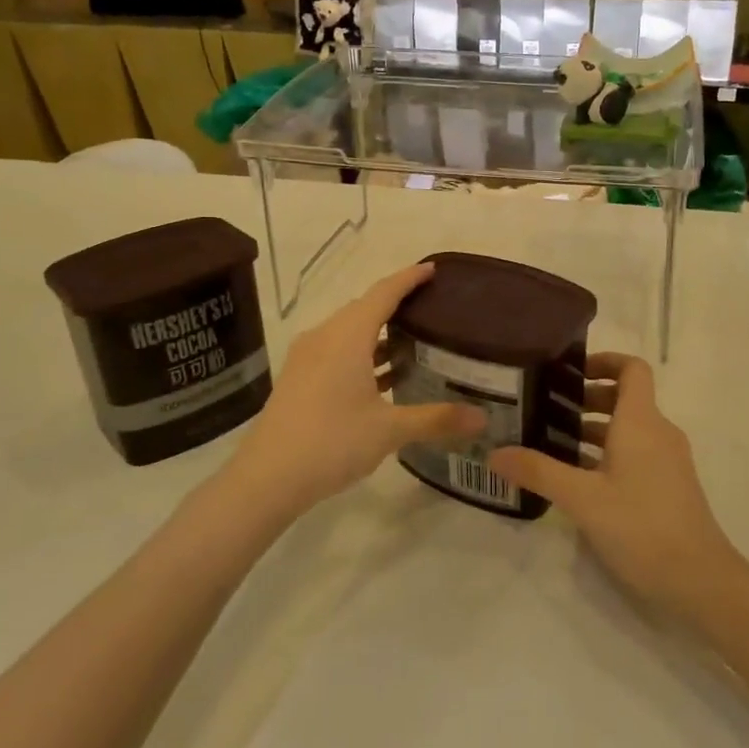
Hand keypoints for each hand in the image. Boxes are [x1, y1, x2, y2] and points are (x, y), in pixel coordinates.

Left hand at [225, 263, 484, 518]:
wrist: (267, 477)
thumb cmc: (331, 442)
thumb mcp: (390, 429)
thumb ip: (437, 419)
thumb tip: (482, 418)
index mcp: (347, 336)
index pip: (383, 293)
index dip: (409, 278)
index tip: (432, 270)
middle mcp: (324, 337)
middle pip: (364, 309)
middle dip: (396, 305)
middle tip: (431, 310)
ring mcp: (307, 359)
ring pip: (349, 333)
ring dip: (378, 335)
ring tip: (414, 343)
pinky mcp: (299, 379)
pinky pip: (337, 352)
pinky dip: (362, 355)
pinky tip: (382, 379)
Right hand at [489, 353, 740, 618]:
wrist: (700, 581)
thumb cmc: (641, 527)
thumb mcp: (582, 499)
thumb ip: (538, 472)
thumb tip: (494, 453)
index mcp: (641, 422)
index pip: (632, 368)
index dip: (603, 360)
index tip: (568, 371)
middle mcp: (658, 432)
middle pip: (624, 397)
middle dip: (586, 398)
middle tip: (545, 409)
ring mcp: (667, 460)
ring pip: (627, 429)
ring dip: (593, 429)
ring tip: (550, 442)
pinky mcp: (667, 485)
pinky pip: (634, 453)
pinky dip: (606, 453)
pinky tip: (576, 478)